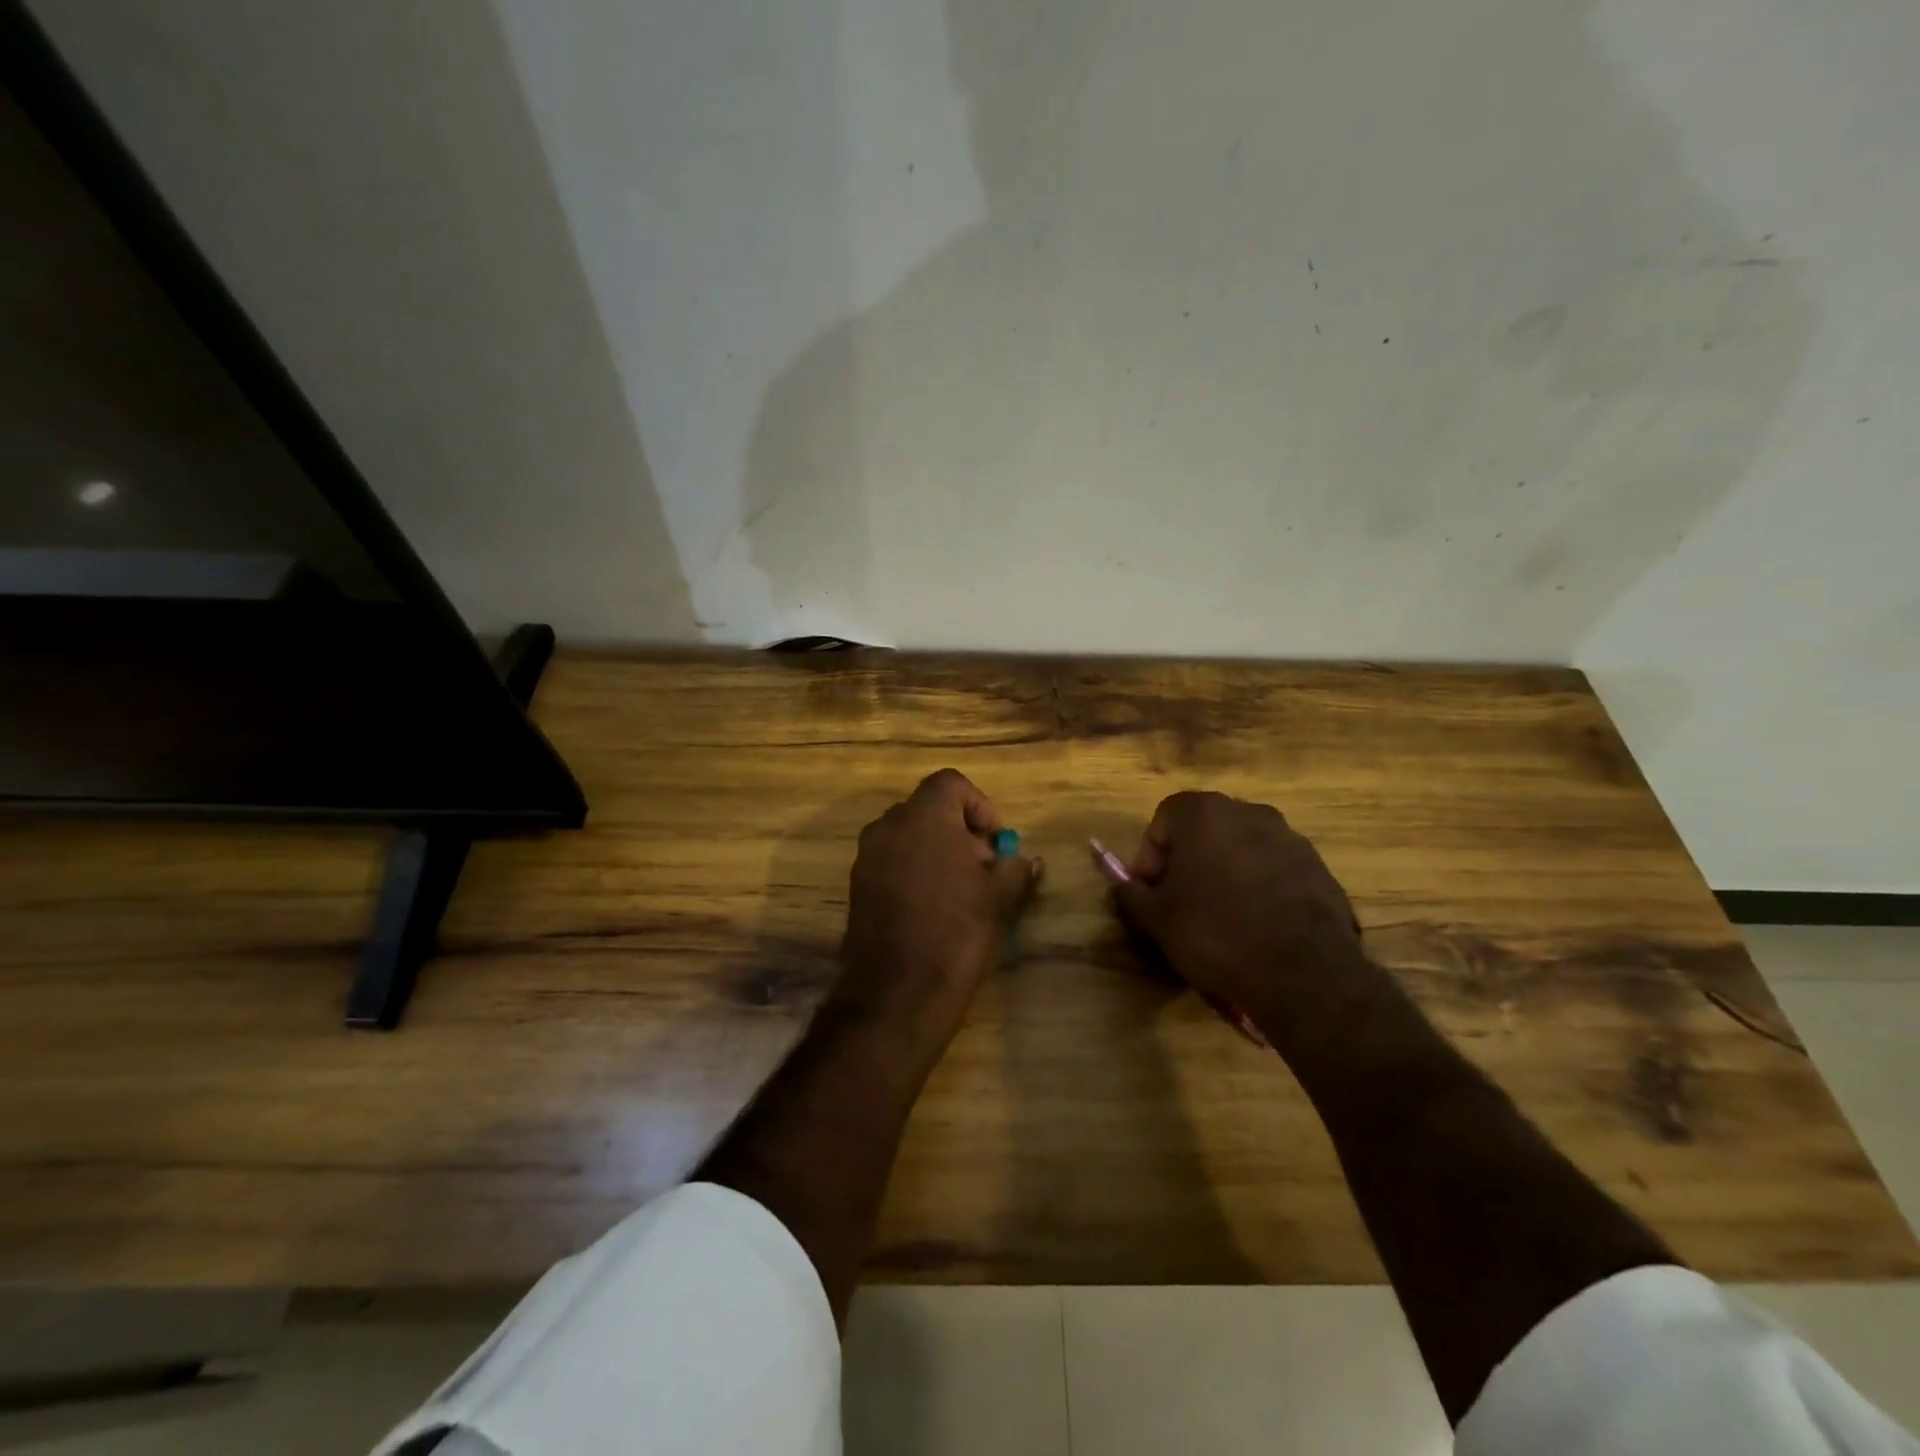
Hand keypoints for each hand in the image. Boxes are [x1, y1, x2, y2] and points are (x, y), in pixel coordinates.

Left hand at [837, 769, 1040, 1033]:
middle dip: (960, 831)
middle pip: (929, 809)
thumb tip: (1029, 861)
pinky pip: (891, 862)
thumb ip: (1016, 869)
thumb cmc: (957, 932)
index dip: (980, 805)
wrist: (898, 993)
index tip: (996, 841)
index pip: (951, 783)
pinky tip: (935, 908)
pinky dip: (914, 871)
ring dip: (937, 852)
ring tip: (962, 890)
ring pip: (909, 837)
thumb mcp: (1000, 899)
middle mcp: (888, 827)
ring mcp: (867, 857)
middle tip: (984, 867)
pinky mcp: (857, 888)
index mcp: (923, 817)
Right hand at [1112, 792, 1366, 1023]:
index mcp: (1205, 813)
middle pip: (1204, 830)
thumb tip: (1114, 876)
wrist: (1303, 973)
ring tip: (1221, 918)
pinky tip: (1257, 927)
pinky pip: (1275, 871)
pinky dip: (1260, 889)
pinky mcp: (1319, 868)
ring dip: (1225, 873)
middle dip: (1187, 862)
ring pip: (1241, 849)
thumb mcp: (1156, 917)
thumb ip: (1129, 890)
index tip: (1152, 893)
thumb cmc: (1215, 933)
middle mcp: (1249, 812)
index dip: (1150, 856)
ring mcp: (1290, 838)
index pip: (1163, 819)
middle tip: (1180, 904)